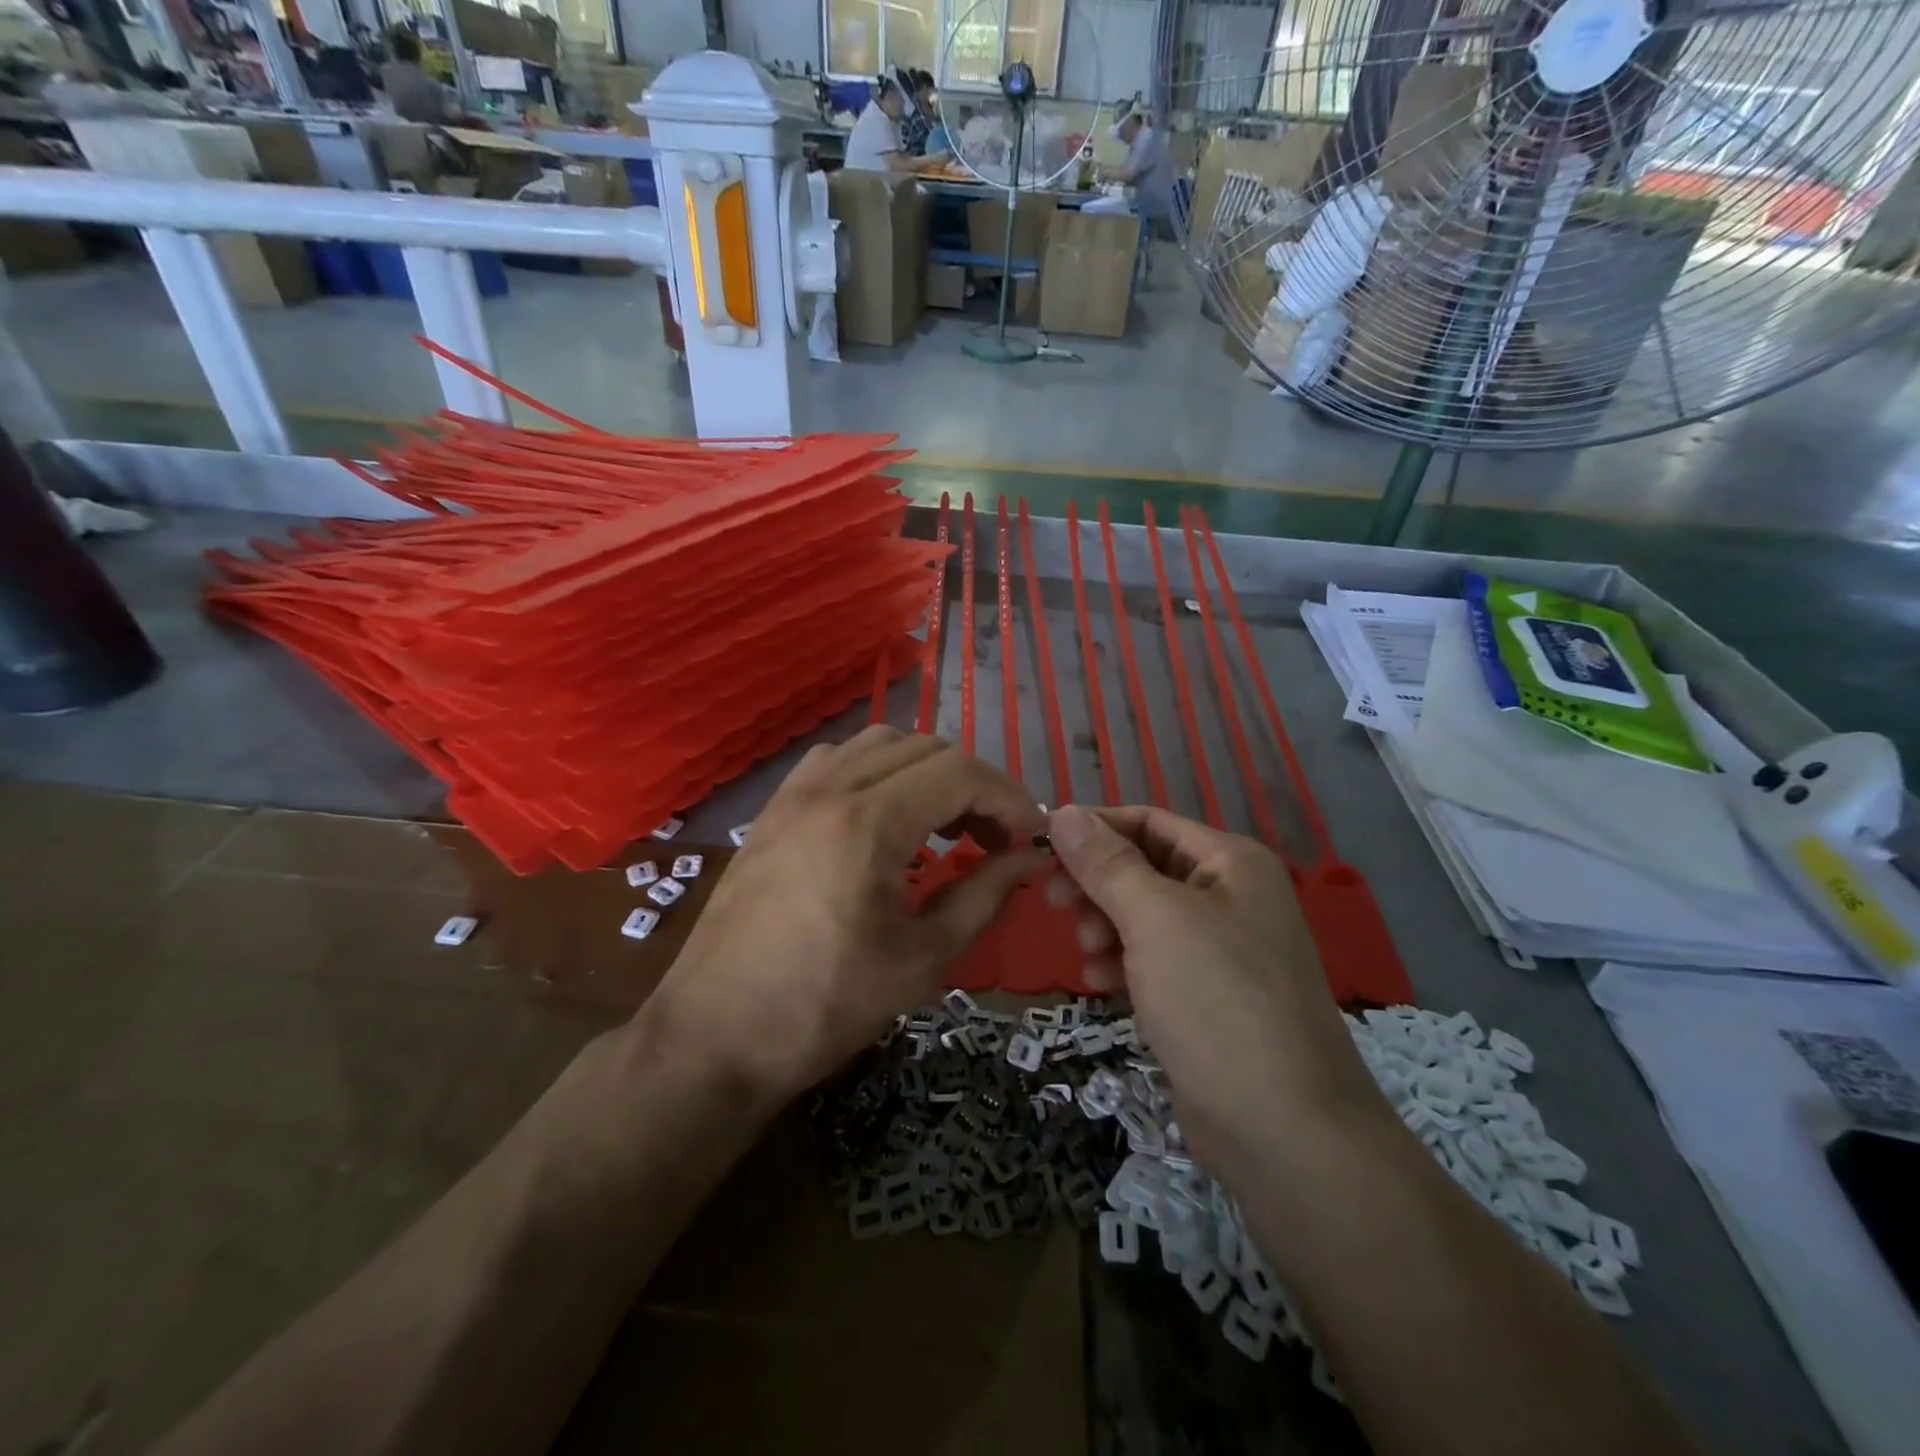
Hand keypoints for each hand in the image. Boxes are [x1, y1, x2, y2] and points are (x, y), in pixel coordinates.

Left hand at [644, 728, 1047, 1103]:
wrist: (714, 1036)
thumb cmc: (824, 1007)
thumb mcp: (922, 958)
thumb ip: (984, 895)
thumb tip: (1030, 859)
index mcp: (867, 822)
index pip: (960, 773)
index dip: (1008, 798)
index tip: (1031, 837)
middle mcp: (828, 788)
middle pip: (925, 749)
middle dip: (973, 786)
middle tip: (994, 839)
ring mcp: (793, 794)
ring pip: (879, 745)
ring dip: (925, 772)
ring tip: (943, 826)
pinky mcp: (772, 810)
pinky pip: (836, 761)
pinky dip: (876, 772)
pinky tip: (883, 819)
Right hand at [1044, 804, 1389, 1163]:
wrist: (1283, 1131)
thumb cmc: (1217, 1001)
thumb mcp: (1154, 919)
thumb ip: (1106, 863)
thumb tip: (1063, 811)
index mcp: (1230, 862)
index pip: (1148, 821)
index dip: (1093, 829)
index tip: (1041, 847)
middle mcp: (1230, 895)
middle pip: (1143, 867)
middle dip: (1097, 884)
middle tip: (1055, 904)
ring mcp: (1221, 948)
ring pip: (1142, 915)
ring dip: (1105, 926)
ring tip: (1087, 955)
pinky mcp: (1207, 995)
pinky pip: (1152, 959)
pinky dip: (1123, 963)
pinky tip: (1103, 986)